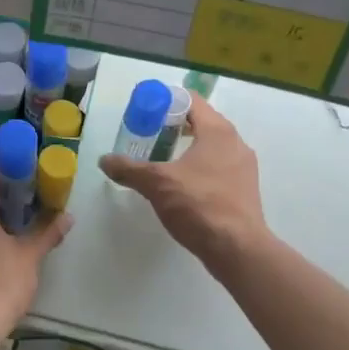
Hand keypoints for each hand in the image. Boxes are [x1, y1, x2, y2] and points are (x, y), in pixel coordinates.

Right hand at [98, 95, 267, 269]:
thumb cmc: (198, 205)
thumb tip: (105, 161)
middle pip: (202, 123)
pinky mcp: (244, 190)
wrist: (237, 248)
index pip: (191, 101)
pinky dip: (198, 168)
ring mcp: (243, 167)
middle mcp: (235, 143)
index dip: (166, 101)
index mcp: (218, 131)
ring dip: (186, 148)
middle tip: (147, 136)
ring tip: (161, 161)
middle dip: (174, 126)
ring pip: (211, 147)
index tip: (145, 111)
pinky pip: (218, 167)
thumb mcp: (157, 184)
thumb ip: (129, 169)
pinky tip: (181, 185)